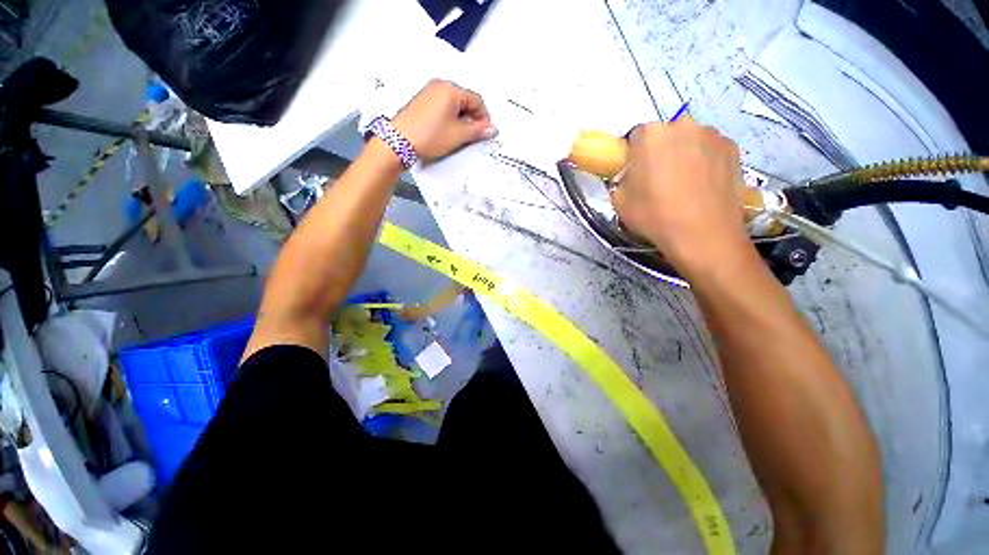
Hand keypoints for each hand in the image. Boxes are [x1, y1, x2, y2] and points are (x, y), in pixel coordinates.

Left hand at [393, 80, 497, 162]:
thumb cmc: (430, 136)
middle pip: (465, 100)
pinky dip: (449, 118)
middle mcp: (440, 85)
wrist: (399, 142)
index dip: (484, 117)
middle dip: (472, 118)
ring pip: (454, 105)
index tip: (485, 133)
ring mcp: (429, 92)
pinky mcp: (422, 102)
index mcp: (451, 89)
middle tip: (473, 136)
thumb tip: (493, 129)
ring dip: (461, 120)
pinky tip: (447, 132)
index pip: (476, 100)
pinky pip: (443, 107)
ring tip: (459, 136)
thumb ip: (478, 130)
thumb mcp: (458, 135)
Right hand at [612, 118, 753, 275]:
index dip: (634, 155)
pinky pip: (710, 150)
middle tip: (658, 180)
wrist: (703, 235)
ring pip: (689, 141)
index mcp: (651, 135)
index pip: (636, 136)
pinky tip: (703, 186)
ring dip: (684, 155)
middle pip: (665, 135)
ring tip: (684, 186)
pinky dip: (705, 162)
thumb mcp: (619, 201)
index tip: (635, 174)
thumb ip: (621, 180)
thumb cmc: (655, 216)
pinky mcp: (734, 149)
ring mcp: (712, 135)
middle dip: (659, 152)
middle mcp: (683, 125)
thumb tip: (631, 177)